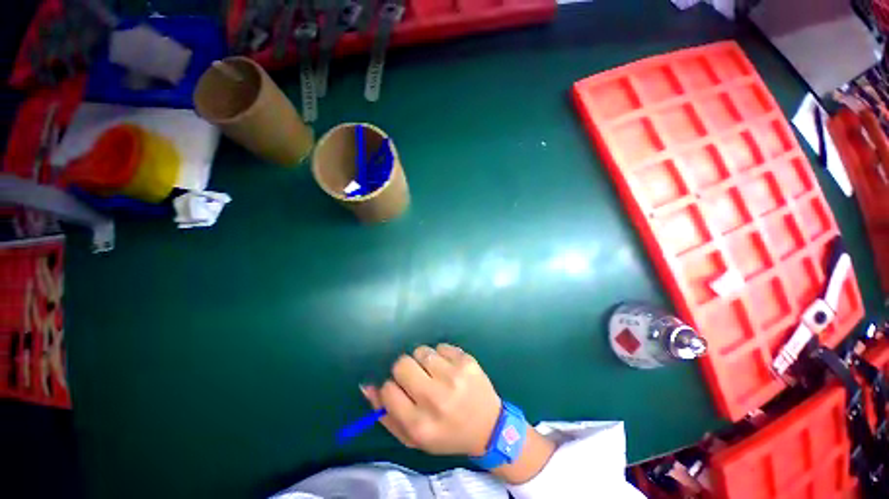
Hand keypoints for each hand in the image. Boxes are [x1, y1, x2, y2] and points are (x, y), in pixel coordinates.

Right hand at [361, 343, 501, 456]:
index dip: (392, 387)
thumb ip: (386, 415)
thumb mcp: (413, 438)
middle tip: (417, 378)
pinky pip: (440, 346)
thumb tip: (367, 385)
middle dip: (405, 369)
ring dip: (423, 360)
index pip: (388, 389)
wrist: (489, 426)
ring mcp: (453, 376)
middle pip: (402, 364)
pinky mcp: (466, 360)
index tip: (401, 391)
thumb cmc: (447, 434)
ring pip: (421, 351)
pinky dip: (440, 355)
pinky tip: (449, 368)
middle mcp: (436, 398)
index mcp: (420, 424)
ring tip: (434, 373)